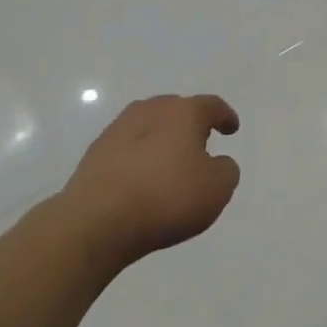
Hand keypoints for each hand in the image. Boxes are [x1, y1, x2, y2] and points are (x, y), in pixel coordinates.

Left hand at [64, 95, 241, 264]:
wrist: (97, 220)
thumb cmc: (167, 197)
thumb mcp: (217, 188)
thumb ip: (226, 170)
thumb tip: (216, 163)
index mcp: (183, 112)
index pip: (211, 106)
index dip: (225, 116)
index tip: (232, 129)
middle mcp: (150, 111)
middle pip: (176, 110)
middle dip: (190, 124)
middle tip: (200, 144)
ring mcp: (118, 130)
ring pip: (149, 126)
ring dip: (162, 140)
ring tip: (169, 163)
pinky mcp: (95, 154)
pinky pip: (128, 148)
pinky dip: (140, 158)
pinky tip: (142, 180)